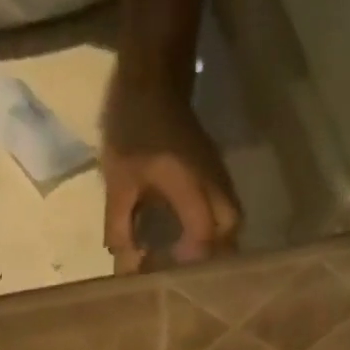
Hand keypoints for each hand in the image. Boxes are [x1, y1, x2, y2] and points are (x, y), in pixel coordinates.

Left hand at [102, 75, 240, 272]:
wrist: (152, 75)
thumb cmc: (132, 126)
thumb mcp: (118, 179)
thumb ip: (120, 224)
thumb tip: (124, 263)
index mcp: (188, 183)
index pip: (203, 233)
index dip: (190, 260)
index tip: (171, 274)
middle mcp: (213, 182)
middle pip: (230, 230)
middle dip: (213, 255)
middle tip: (186, 271)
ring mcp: (218, 174)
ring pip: (230, 220)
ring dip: (215, 242)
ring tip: (189, 258)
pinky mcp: (215, 170)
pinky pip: (224, 207)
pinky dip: (213, 227)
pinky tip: (190, 236)